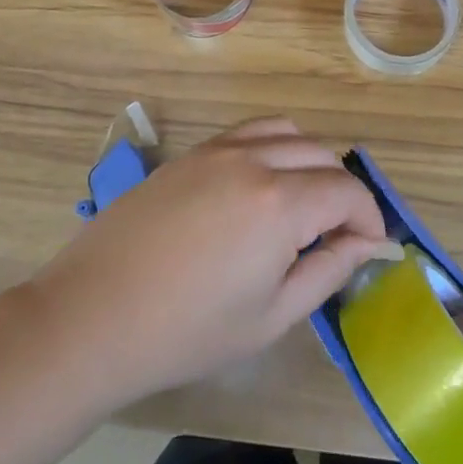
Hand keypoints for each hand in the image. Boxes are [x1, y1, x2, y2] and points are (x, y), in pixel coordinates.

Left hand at [29, 118, 389, 407]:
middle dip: (341, 191)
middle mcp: (253, 159)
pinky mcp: (189, 153)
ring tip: (300, 205)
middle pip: (321, 154)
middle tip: (334, 236)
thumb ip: (328, 270)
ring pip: (286, 132)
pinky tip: (258, 188)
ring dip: (308, 162)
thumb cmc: (187, 331)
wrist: (93, 315)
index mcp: (279, 202)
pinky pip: (247, 133)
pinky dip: (271, 148)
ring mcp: (216, 149)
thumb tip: (367, 244)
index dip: (368, 218)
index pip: (347, 191)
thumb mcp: (271, 315)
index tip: (369, 248)